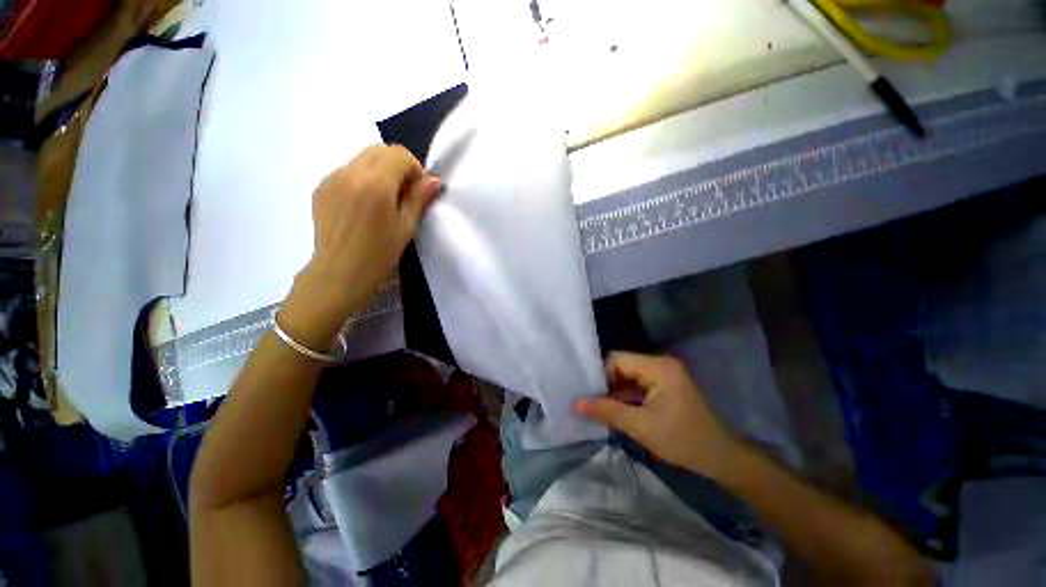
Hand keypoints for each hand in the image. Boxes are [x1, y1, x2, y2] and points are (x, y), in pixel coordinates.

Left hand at [281, 144, 441, 349]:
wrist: (338, 274)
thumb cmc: (378, 256)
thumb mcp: (406, 228)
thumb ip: (419, 199)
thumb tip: (434, 180)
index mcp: (375, 184)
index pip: (399, 154)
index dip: (415, 168)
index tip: (418, 191)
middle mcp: (350, 173)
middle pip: (380, 150)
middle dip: (398, 166)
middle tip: (404, 195)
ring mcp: (331, 178)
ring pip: (362, 158)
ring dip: (380, 171)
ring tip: (383, 201)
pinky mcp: (321, 187)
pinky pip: (348, 171)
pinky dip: (363, 178)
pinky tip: (364, 206)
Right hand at [575, 352, 740, 478]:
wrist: (722, 459)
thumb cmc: (683, 440)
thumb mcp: (641, 426)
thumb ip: (606, 411)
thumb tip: (575, 404)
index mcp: (658, 367)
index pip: (617, 359)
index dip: (601, 375)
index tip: (590, 395)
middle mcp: (661, 364)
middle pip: (623, 366)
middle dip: (607, 385)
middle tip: (590, 403)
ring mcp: (664, 376)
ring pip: (629, 377)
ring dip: (615, 392)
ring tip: (598, 408)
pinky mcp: (666, 387)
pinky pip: (638, 386)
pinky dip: (627, 397)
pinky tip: (615, 411)